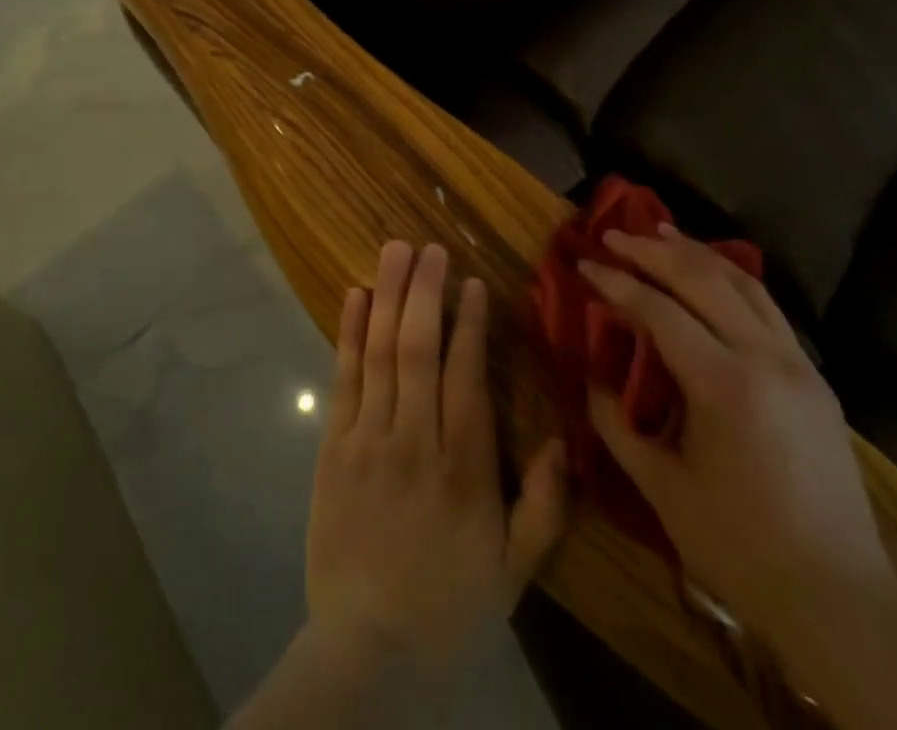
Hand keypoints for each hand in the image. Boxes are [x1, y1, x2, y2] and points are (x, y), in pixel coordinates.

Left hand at [307, 239, 567, 672]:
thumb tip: (562, 440)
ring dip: (388, 295)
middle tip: (429, 246)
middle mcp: (414, 439)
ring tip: (395, 250)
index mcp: (463, 467)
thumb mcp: (514, 571)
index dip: (470, 323)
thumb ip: (543, 507)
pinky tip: (355, 295)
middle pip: (418, 348)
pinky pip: (343, 378)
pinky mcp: (334, 446)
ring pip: (379, 352)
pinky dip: (348, 332)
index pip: (466, 375)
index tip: (473, 282)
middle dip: (424, 290)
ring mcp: (368, 438)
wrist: (367, 649)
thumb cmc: (448, 603)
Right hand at [580, 225, 896, 648]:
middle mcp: (766, 359)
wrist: (842, 600)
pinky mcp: (815, 378)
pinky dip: (731, 277)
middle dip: (653, 250)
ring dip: (696, 252)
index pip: (660, 311)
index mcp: (725, 386)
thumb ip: (616, 425)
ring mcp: (798, 365)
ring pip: (744, 283)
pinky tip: (711, 272)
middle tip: (614, 234)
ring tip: (660, 231)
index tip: (584, 264)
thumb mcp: (663, 489)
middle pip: (703, 279)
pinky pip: (767, 307)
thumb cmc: (741, 548)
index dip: (617, 283)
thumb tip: (592, 378)